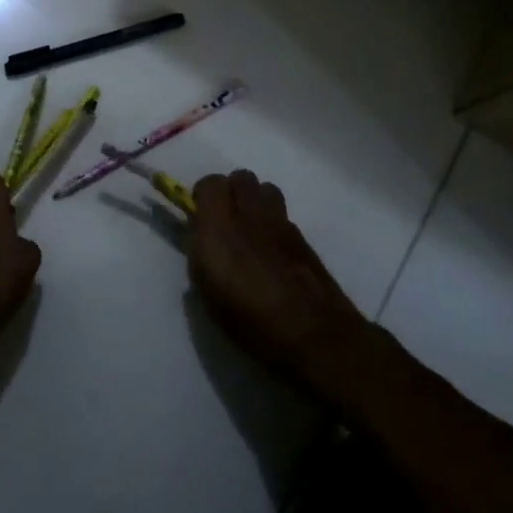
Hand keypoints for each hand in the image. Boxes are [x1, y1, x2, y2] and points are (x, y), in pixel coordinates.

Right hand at [189, 170, 372, 400]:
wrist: (313, 335)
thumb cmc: (250, 320)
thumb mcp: (207, 292)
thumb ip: (200, 253)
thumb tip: (201, 235)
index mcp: (220, 226)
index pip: (210, 183)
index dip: (203, 196)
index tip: (199, 216)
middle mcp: (251, 215)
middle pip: (241, 177)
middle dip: (231, 191)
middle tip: (225, 220)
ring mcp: (282, 223)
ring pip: (266, 190)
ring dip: (255, 202)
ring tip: (250, 231)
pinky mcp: (304, 238)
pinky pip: (283, 215)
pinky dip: (274, 224)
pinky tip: (273, 253)